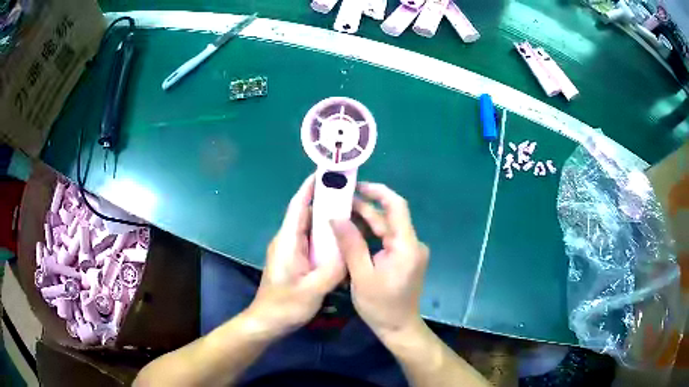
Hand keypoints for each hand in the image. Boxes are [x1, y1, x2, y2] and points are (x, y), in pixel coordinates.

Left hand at [246, 175, 345, 337]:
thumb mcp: (313, 289)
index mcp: (288, 241)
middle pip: (306, 213)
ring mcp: (291, 250)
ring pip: (310, 228)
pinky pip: (312, 241)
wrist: (267, 322)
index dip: (310, 187)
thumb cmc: (285, 306)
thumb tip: (350, 246)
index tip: (325, 172)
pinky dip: (326, 237)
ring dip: (328, 219)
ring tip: (352, 213)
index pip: (298, 205)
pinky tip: (342, 241)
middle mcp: (288, 240)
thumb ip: (334, 268)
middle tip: (352, 194)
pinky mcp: (295, 260)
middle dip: (326, 201)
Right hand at [331, 183, 428, 338]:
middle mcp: (412, 244)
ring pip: (386, 228)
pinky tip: (351, 232)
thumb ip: (351, 244)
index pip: (397, 207)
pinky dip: (370, 234)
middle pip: (389, 217)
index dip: (378, 192)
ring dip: (365, 221)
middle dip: (365, 207)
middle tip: (339, 201)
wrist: (398, 327)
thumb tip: (336, 217)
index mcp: (406, 246)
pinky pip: (387, 239)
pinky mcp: (404, 258)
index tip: (357, 186)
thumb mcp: (361, 275)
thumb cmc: (381, 306)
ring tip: (340, 213)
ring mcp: (409, 251)